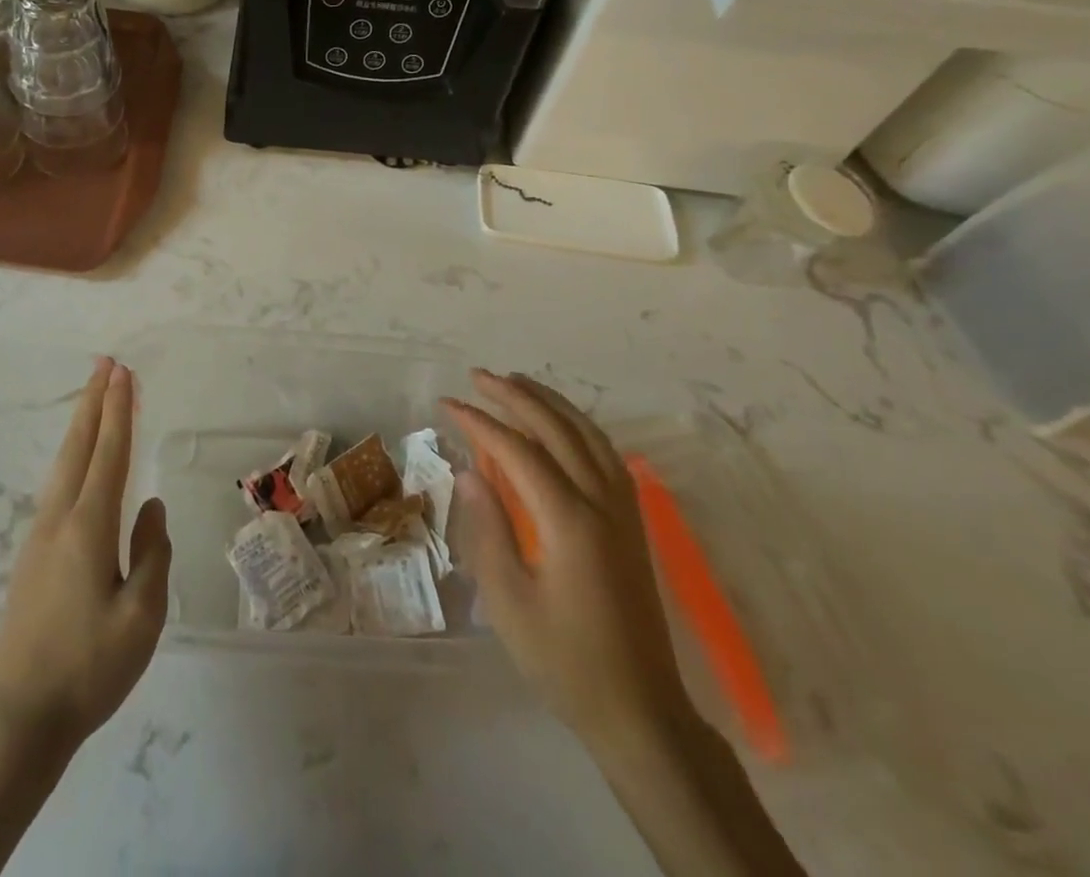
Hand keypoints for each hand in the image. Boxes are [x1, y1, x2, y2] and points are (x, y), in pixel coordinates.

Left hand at [0, 357, 170, 752]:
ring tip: (94, 397)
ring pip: (63, 464)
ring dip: (81, 424)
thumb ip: (152, 553)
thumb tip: (152, 507)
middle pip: (78, 446)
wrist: (19, 718)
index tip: (124, 373)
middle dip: (93, 401)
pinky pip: (57, 487)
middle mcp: (59, 520)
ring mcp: (39, 537)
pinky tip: (78, 463)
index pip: (109, 454)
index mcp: (88, 528)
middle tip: (105, 363)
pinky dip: (73, 456)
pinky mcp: (31, 556)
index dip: (119, 411)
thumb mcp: (142, 615)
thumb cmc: (89, 668)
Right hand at [444, 371, 690, 749]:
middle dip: (515, 396)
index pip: (519, 451)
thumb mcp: (509, 602)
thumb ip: (488, 530)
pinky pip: (606, 454)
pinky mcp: (633, 523)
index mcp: (570, 522)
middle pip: (557, 430)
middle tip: (477, 376)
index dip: (480, 422)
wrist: (641, 713)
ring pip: (588, 435)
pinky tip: (561, 424)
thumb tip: (470, 473)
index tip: (448, 404)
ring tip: (516, 382)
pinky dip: (579, 425)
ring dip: (550, 403)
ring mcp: (624, 511)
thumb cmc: (565, 662)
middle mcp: (602, 503)